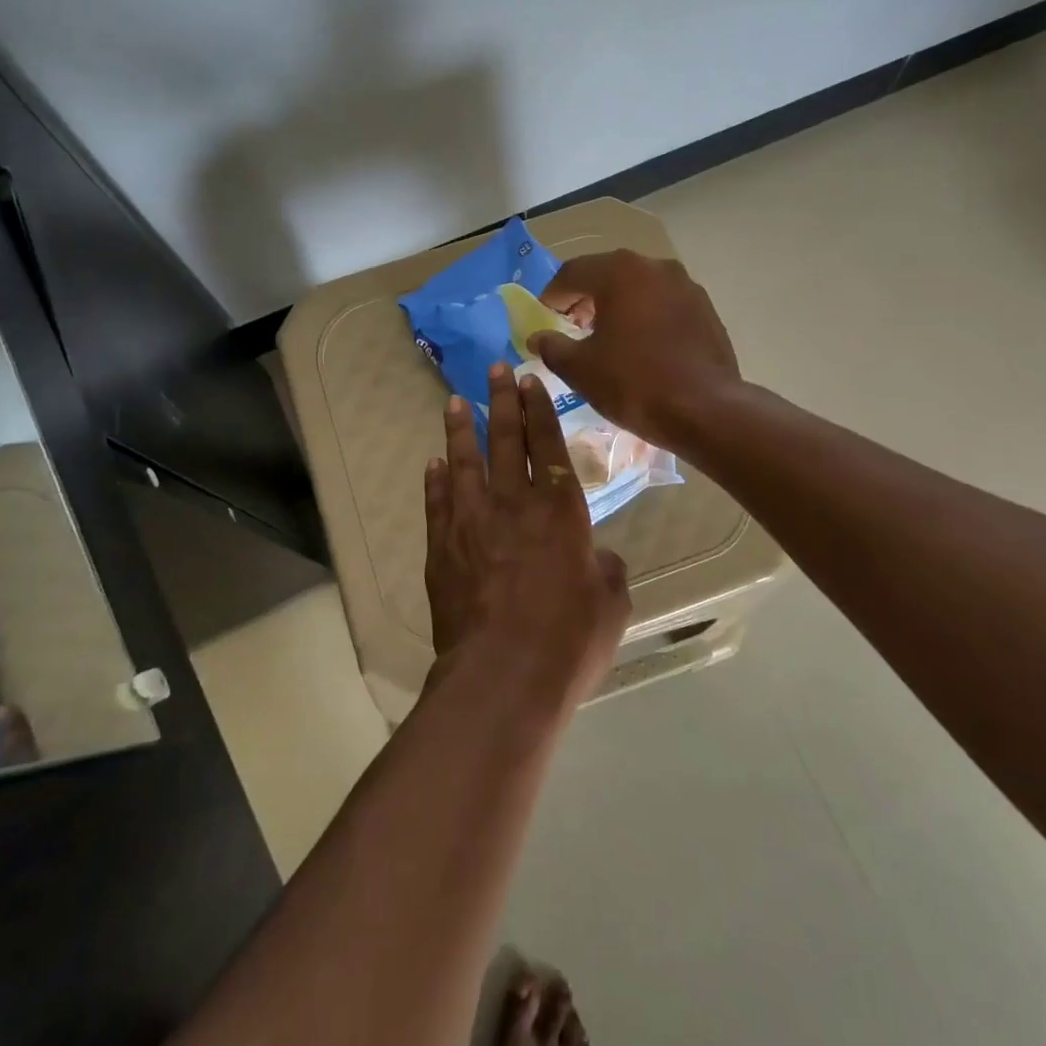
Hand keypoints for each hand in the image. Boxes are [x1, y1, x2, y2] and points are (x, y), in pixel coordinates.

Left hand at [424, 363, 632, 710]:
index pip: (549, 445)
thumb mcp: (611, 604)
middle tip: (493, 370)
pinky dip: (435, 480)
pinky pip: (437, 502)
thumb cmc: (567, 641)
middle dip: (501, 402)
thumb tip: (597, 559)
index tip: (528, 380)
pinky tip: (434, 464)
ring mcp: (470, 522)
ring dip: (459, 430)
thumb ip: (607, 571)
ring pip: (464, 463)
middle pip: (506, 440)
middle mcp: (513, 503)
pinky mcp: (441, 547)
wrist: (501, 675)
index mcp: (560, 510)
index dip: (539, 410)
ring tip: (453, 402)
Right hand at [529, 250, 741, 448]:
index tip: (543, 318)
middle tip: (571, 326)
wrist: (705, 410)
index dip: (552, 295)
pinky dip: (646, 317)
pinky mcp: (706, 309)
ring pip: (639, 288)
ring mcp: (686, 286)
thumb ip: (552, 347)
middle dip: (585, 298)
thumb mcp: (580, 369)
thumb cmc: (633, 383)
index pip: (572, 273)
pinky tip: (641, 348)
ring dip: (617, 306)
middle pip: (608, 274)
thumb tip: (537, 337)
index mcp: (619, 272)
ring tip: (606, 339)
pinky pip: (664, 304)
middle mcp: (655, 267)